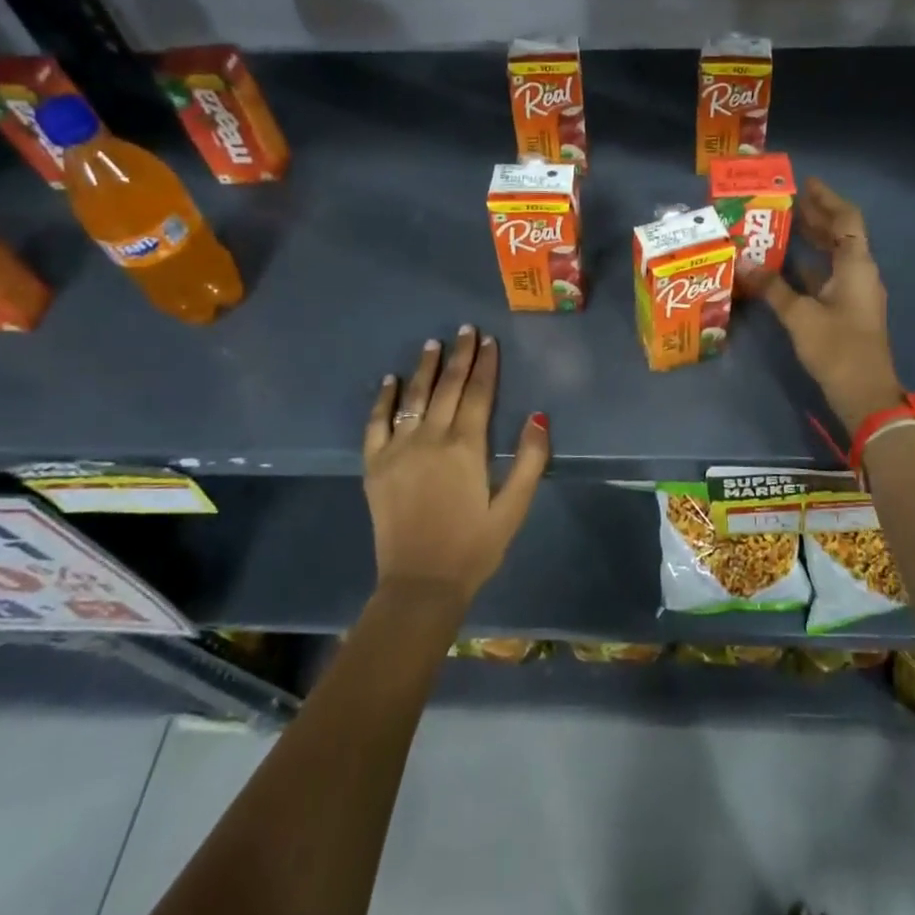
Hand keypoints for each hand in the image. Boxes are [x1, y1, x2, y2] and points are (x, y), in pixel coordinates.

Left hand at [362, 327, 549, 604]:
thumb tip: (539, 416)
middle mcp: (431, 439)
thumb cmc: (474, 547)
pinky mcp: (375, 466)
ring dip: (425, 368)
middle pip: (447, 387)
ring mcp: (398, 450)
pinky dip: (383, 399)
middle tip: (465, 329)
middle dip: (459, 356)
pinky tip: (390, 381)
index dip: (485, 365)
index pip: (478, 394)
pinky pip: (376, 424)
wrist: (420, 585)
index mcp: (466, 448)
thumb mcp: (514, 508)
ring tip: (433, 343)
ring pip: (414, 397)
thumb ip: (530, 461)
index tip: (488, 340)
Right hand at [763, 179, 903, 428]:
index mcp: (857, 265)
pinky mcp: (847, 310)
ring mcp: (855, 292)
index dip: (827, 198)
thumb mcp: (800, 316)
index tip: (804, 182)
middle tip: (785, 200)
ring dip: (813, 239)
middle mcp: (860, 272)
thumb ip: (772, 287)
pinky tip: (785, 264)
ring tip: (783, 224)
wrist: (864, 394)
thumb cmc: (837, 348)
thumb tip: (744, 262)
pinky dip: (810, 265)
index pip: (846, 218)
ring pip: (835, 255)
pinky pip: (828, 275)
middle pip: (841, 234)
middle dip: (816, 215)